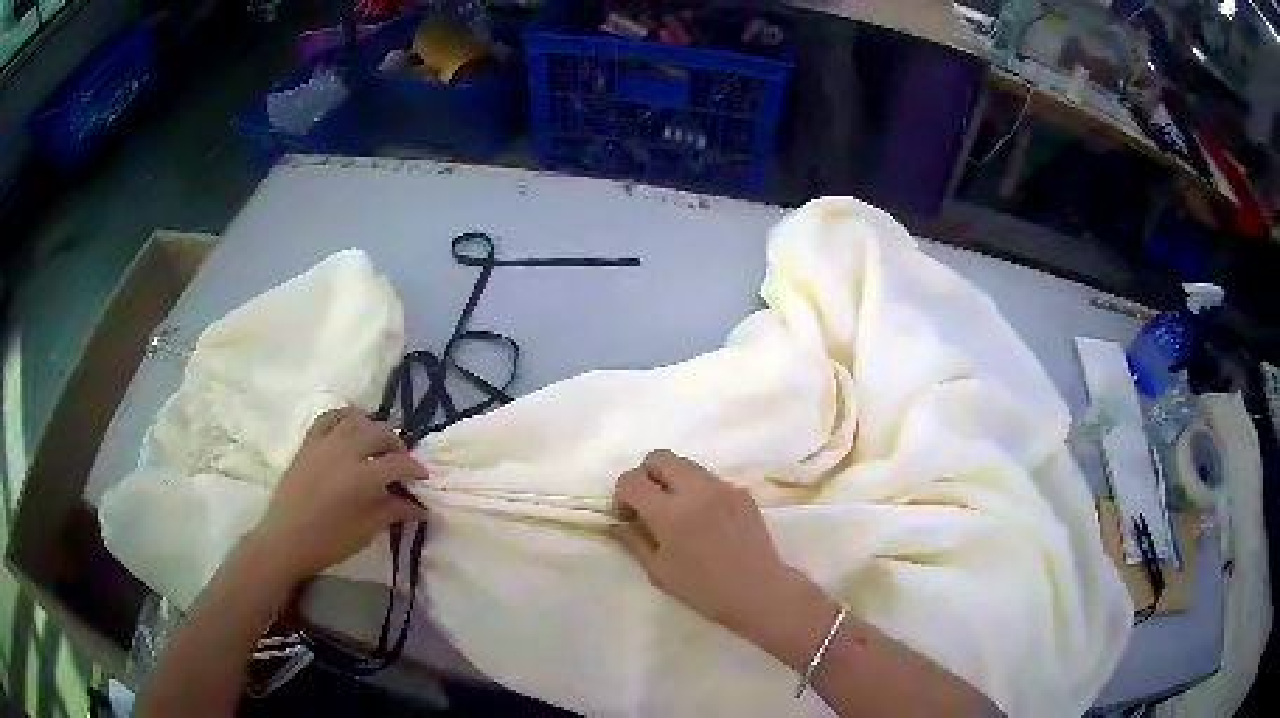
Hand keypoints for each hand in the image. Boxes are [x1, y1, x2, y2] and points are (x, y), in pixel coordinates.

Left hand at [250, 407, 429, 583]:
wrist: (286, 538)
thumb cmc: (328, 541)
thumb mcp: (366, 530)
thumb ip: (393, 511)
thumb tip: (421, 507)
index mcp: (362, 478)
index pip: (398, 463)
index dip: (415, 469)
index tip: (423, 477)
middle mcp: (346, 452)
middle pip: (380, 433)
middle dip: (397, 443)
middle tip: (401, 459)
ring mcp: (324, 443)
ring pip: (355, 420)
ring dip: (372, 427)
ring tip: (378, 441)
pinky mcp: (308, 443)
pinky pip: (328, 418)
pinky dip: (344, 416)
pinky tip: (350, 424)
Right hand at [610, 450, 827, 648]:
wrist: (759, 592)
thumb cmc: (704, 590)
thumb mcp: (658, 571)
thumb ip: (633, 540)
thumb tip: (616, 522)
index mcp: (670, 513)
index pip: (631, 479)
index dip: (620, 495)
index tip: (626, 517)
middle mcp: (696, 490)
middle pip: (659, 457)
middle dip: (645, 475)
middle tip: (646, 505)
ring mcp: (723, 487)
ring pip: (686, 464)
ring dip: (671, 480)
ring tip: (676, 512)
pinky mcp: (741, 491)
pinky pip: (709, 479)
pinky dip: (696, 491)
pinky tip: (704, 520)